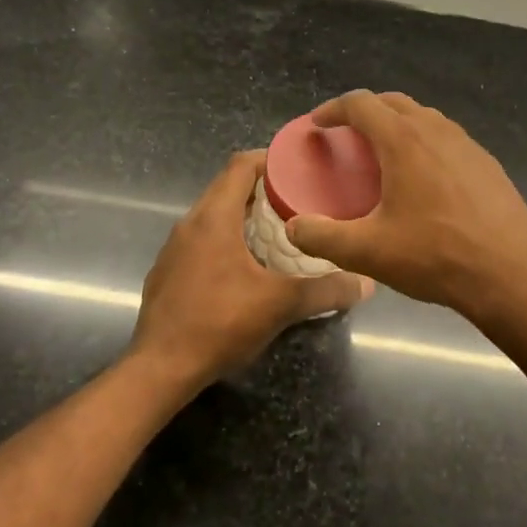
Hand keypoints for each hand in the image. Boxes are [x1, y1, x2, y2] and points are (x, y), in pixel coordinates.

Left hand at [131, 150, 371, 390]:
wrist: (161, 367)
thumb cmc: (220, 323)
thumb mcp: (280, 305)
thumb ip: (325, 290)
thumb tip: (366, 283)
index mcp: (214, 218)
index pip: (240, 166)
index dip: (270, 159)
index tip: (299, 166)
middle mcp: (189, 224)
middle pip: (227, 188)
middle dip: (262, 189)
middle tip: (299, 199)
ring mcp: (174, 249)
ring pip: (213, 216)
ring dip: (243, 216)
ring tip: (279, 230)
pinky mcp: (168, 272)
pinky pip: (201, 241)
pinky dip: (226, 239)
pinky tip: (246, 266)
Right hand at [285, 91, 526, 321]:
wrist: (512, 277)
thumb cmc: (436, 257)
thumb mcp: (368, 252)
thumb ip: (322, 237)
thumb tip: (294, 227)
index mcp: (404, 141)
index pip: (361, 104)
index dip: (333, 109)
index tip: (318, 125)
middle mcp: (437, 131)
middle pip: (393, 102)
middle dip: (365, 111)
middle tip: (346, 136)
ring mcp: (468, 145)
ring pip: (424, 118)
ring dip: (397, 125)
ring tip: (382, 155)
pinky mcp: (488, 165)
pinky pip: (447, 139)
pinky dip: (424, 143)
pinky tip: (423, 179)